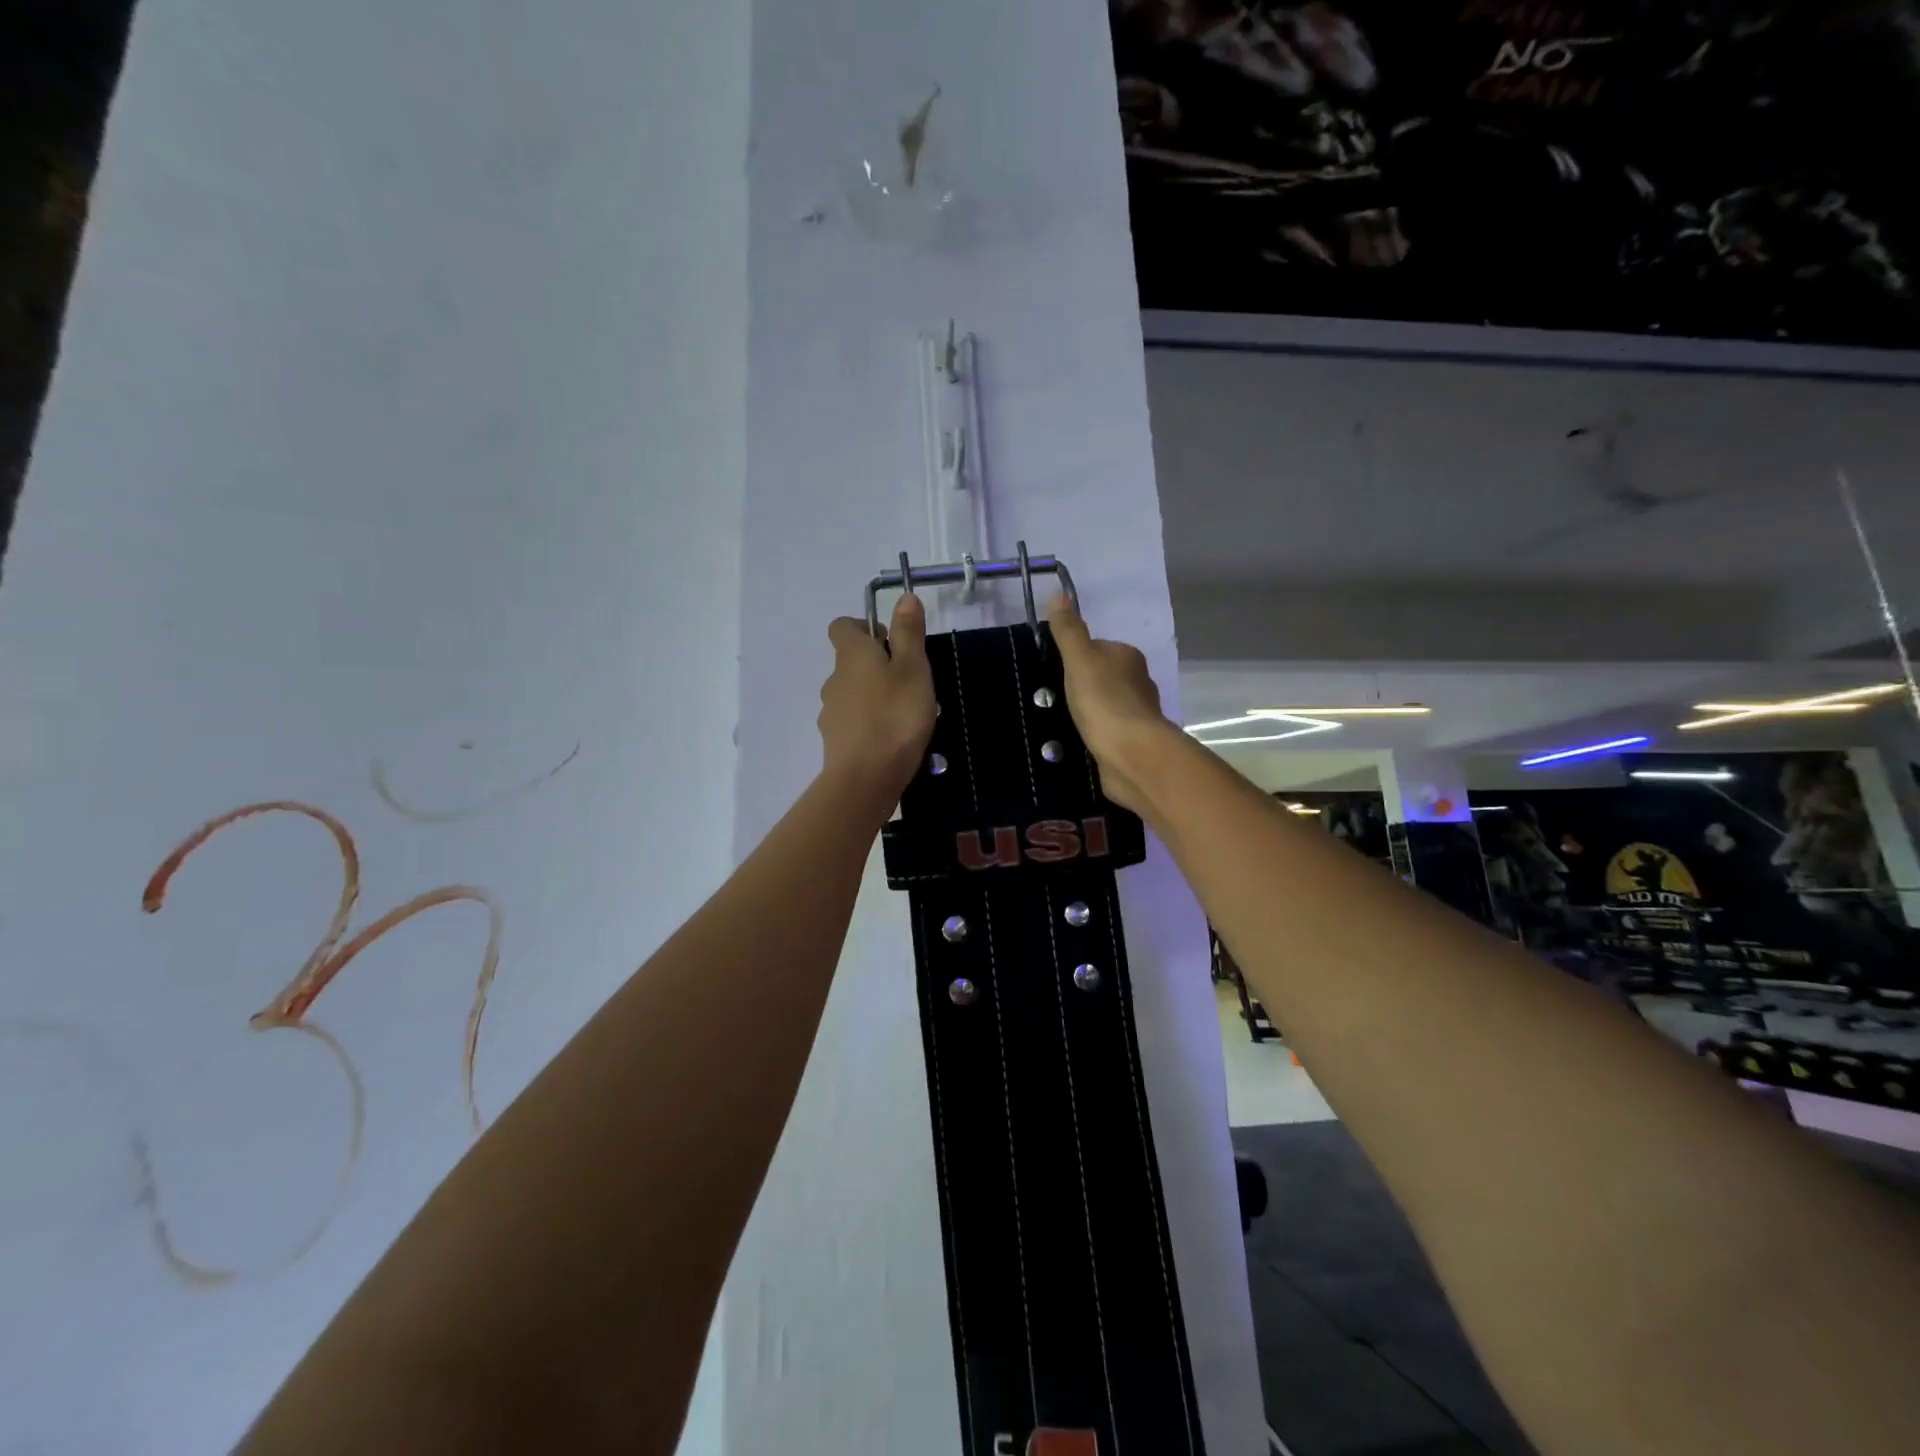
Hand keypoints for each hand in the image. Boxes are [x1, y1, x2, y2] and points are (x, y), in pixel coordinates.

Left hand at [819, 594, 936, 808]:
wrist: (866, 778)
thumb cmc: (895, 716)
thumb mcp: (913, 668)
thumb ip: (908, 632)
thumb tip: (902, 596)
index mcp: (851, 655)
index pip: (843, 626)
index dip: (865, 627)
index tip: (892, 642)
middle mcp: (833, 679)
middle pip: (851, 661)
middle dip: (876, 665)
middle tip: (910, 681)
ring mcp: (831, 712)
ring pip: (853, 693)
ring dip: (874, 696)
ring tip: (906, 714)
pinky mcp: (836, 741)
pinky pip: (854, 722)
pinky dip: (869, 723)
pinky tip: (892, 740)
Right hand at [1047, 595, 1174, 813]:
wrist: (1131, 756)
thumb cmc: (1104, 702)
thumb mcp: (1080, 660)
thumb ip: (1069, 630)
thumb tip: (1060, 593)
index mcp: (1128, 657)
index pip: (1097, 648)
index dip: (1075, 657)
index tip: (1052, 670)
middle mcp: (1137, 682)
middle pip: (1101, 677)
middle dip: (1080, 686)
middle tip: (1051, 698)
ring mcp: (1136, 715)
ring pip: (1105, 706)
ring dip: (1087, 712)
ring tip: (1060, 721)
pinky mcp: (1131, 743)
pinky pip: (1107, 732)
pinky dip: (1094, 735)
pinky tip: (1078, 742)